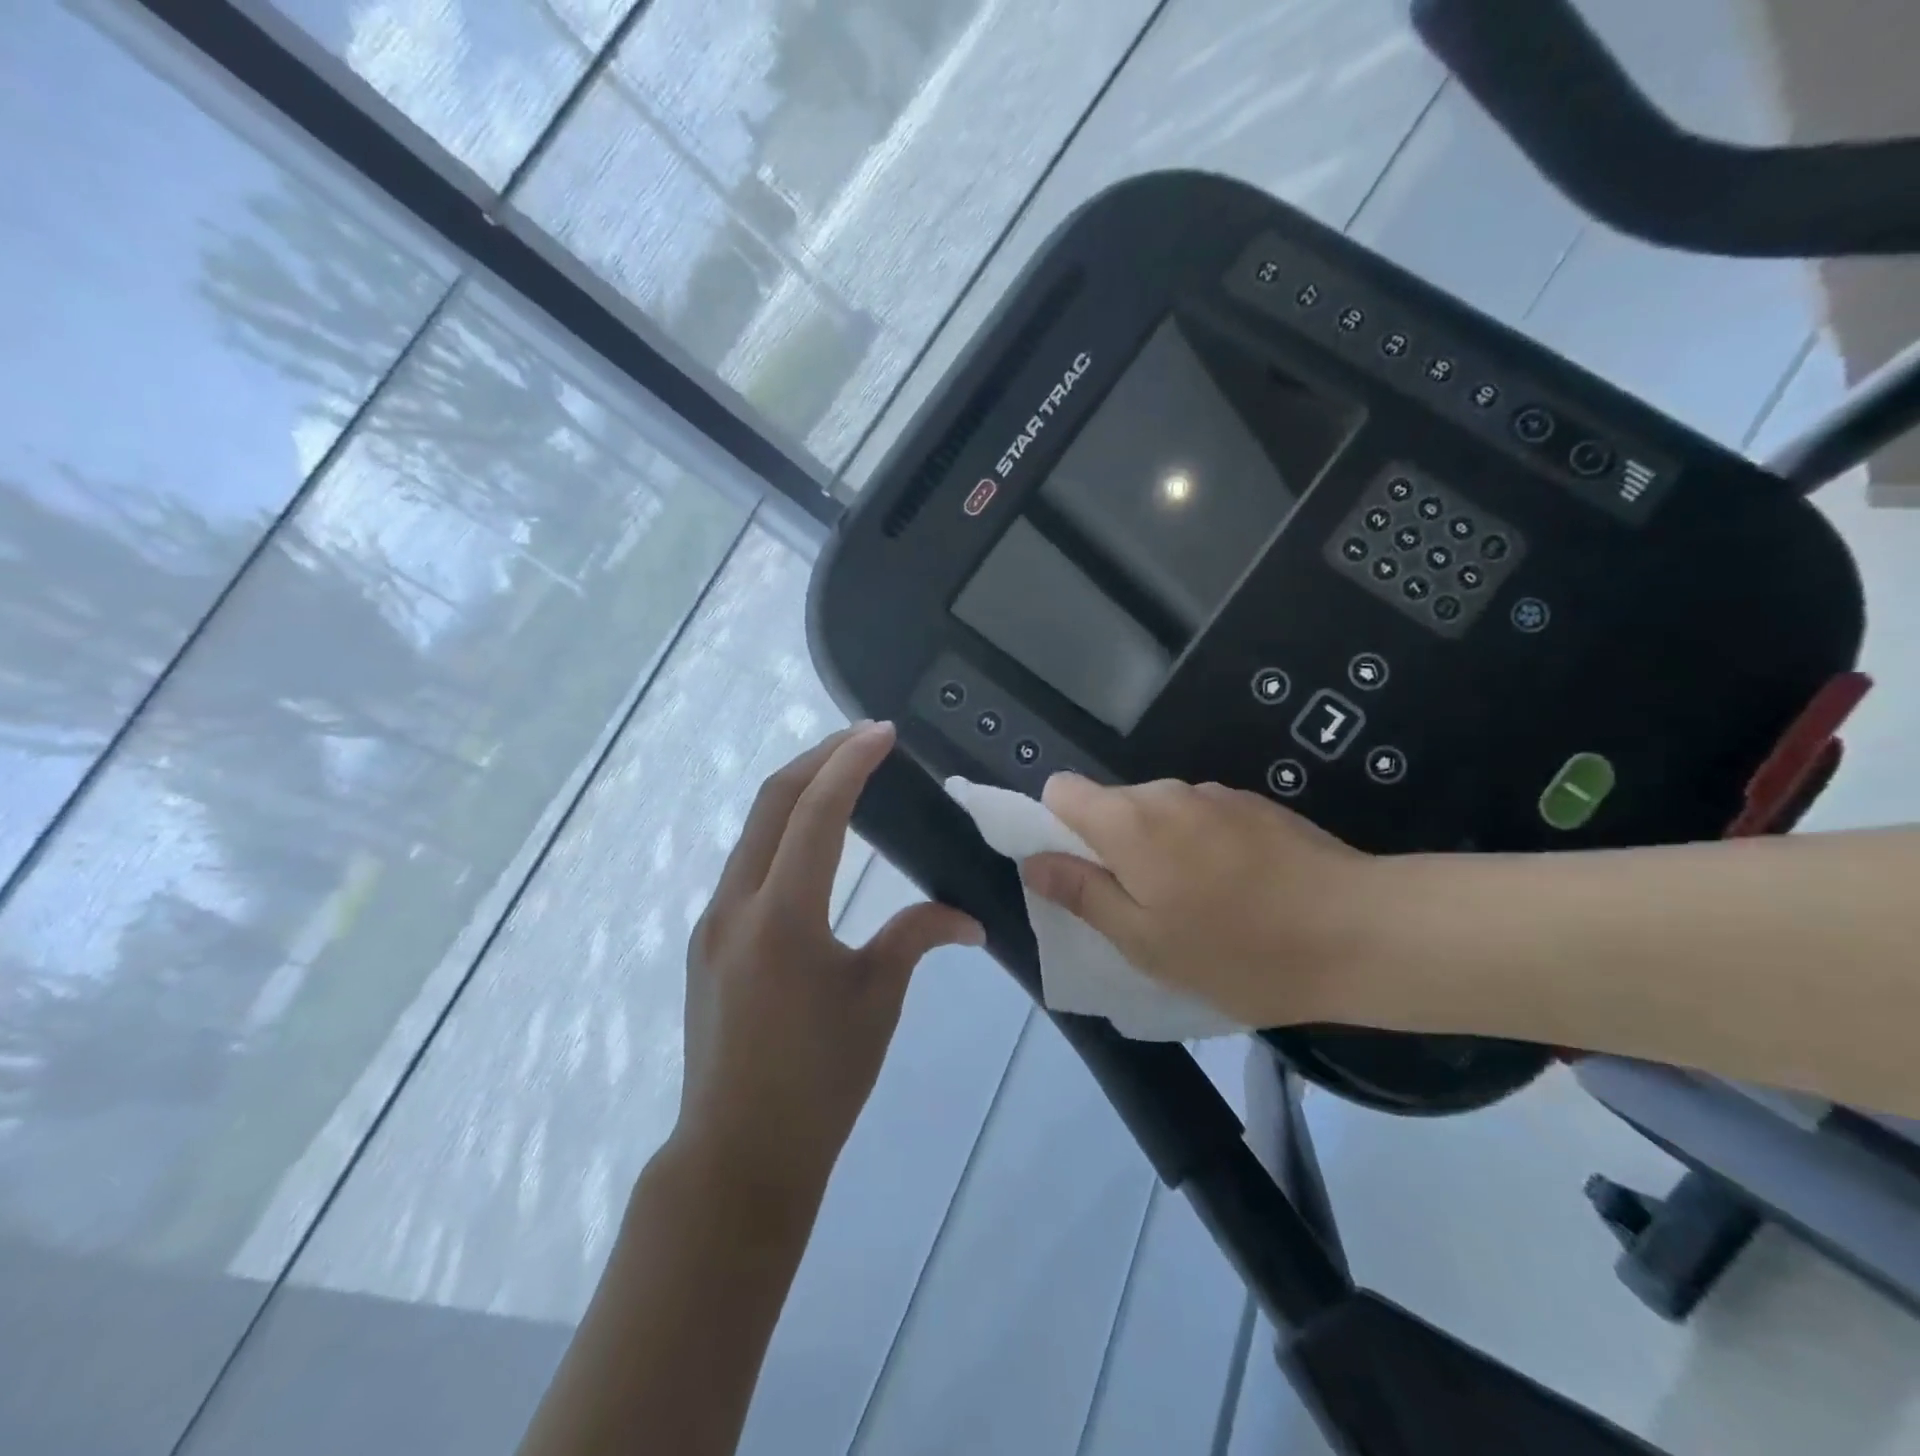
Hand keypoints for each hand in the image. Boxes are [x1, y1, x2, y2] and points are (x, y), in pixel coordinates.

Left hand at [673, 723, 983, 1202]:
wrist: (737, 1156)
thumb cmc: (819, 1081)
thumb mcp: (877, 1000)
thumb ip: (917, 938)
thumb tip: (969, 917)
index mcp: (782, 916)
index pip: (817, 812)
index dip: (851, 763)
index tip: (883, 732)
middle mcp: (736, 905)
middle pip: (772, 802)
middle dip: (819, 758)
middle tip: (865, 738)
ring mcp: (713, 922)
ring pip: (754, 830)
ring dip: (797, 793)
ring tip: (844, 777)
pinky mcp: (708, 942)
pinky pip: (747, 864)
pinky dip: (782, 833)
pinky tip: (813, 843)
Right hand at [1021, 775, 1382, 1028]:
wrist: (1364, 933)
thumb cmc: (1240, 950)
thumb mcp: (1145, 942)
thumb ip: (1082, 895)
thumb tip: (1034, 861)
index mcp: (1129, 821)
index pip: (1060, 790)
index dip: (1055, 827)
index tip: (1078, 875)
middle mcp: (1166, 792)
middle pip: (1110, 805)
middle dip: (1110, 849)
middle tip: (1141, 910)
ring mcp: (1216, 794)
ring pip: (1158, 814)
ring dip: (1157, 850)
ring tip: (1196, 907)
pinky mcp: (1255, 805)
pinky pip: (1201, 819)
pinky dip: (1199, 848)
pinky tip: (1240, 892)